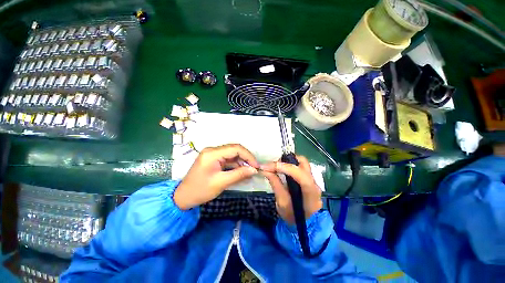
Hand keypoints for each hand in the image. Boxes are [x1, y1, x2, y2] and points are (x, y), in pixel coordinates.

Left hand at [173, 144, 258, 209]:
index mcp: (212, 153)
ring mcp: (213, 154)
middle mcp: (213, 150)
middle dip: (246, 159)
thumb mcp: (221, 183)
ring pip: (233, 155)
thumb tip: (254, 170)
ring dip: (241, 163)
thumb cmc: (200, 190)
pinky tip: (241, 172)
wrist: (183, 197)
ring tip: (249, 172)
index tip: (256, 166)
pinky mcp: (214, 159)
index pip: (235, 148)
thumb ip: (239, 174)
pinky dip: (236, 165)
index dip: (248, 156)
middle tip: (254, 169)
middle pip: (235, 150)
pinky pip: (228, 159)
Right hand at [261, 156, 322, 224]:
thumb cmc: (292, 217)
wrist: (303, 224)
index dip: (285, 168)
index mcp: (311, 194)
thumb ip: (275, 185)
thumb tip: (265, 170)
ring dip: (288, 161)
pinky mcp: (309, 179)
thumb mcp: (282, 204)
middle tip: (274, 165)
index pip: (301, 176)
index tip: (269, 166)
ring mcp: (313, 180)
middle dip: (287, 160)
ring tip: (277, 166)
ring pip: (302, 162)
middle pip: (303, 163)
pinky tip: (282, 169)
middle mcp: (315, 184)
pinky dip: (290, 164)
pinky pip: (300, 166)